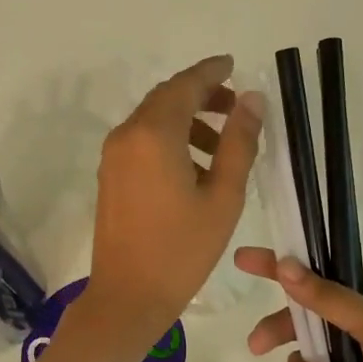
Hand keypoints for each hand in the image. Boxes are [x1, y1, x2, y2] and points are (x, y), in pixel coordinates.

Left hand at [82, 56, 263, 343]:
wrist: (128, 296)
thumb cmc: (182, 249)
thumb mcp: (223, 196)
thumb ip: (239, 143)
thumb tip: (252, 100)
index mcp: (154, 135)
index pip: (185, 85)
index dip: (212, 71)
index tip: (234, 65)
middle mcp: (127, 136)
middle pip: (166, 98)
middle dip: (201, 96)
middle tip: (236, 108)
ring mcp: (113, 156)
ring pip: (153, 120)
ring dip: (187, 120)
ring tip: (222, 146)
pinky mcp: (110, 176)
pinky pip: (142, 142)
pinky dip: (170, 140)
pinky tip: (195, 168)